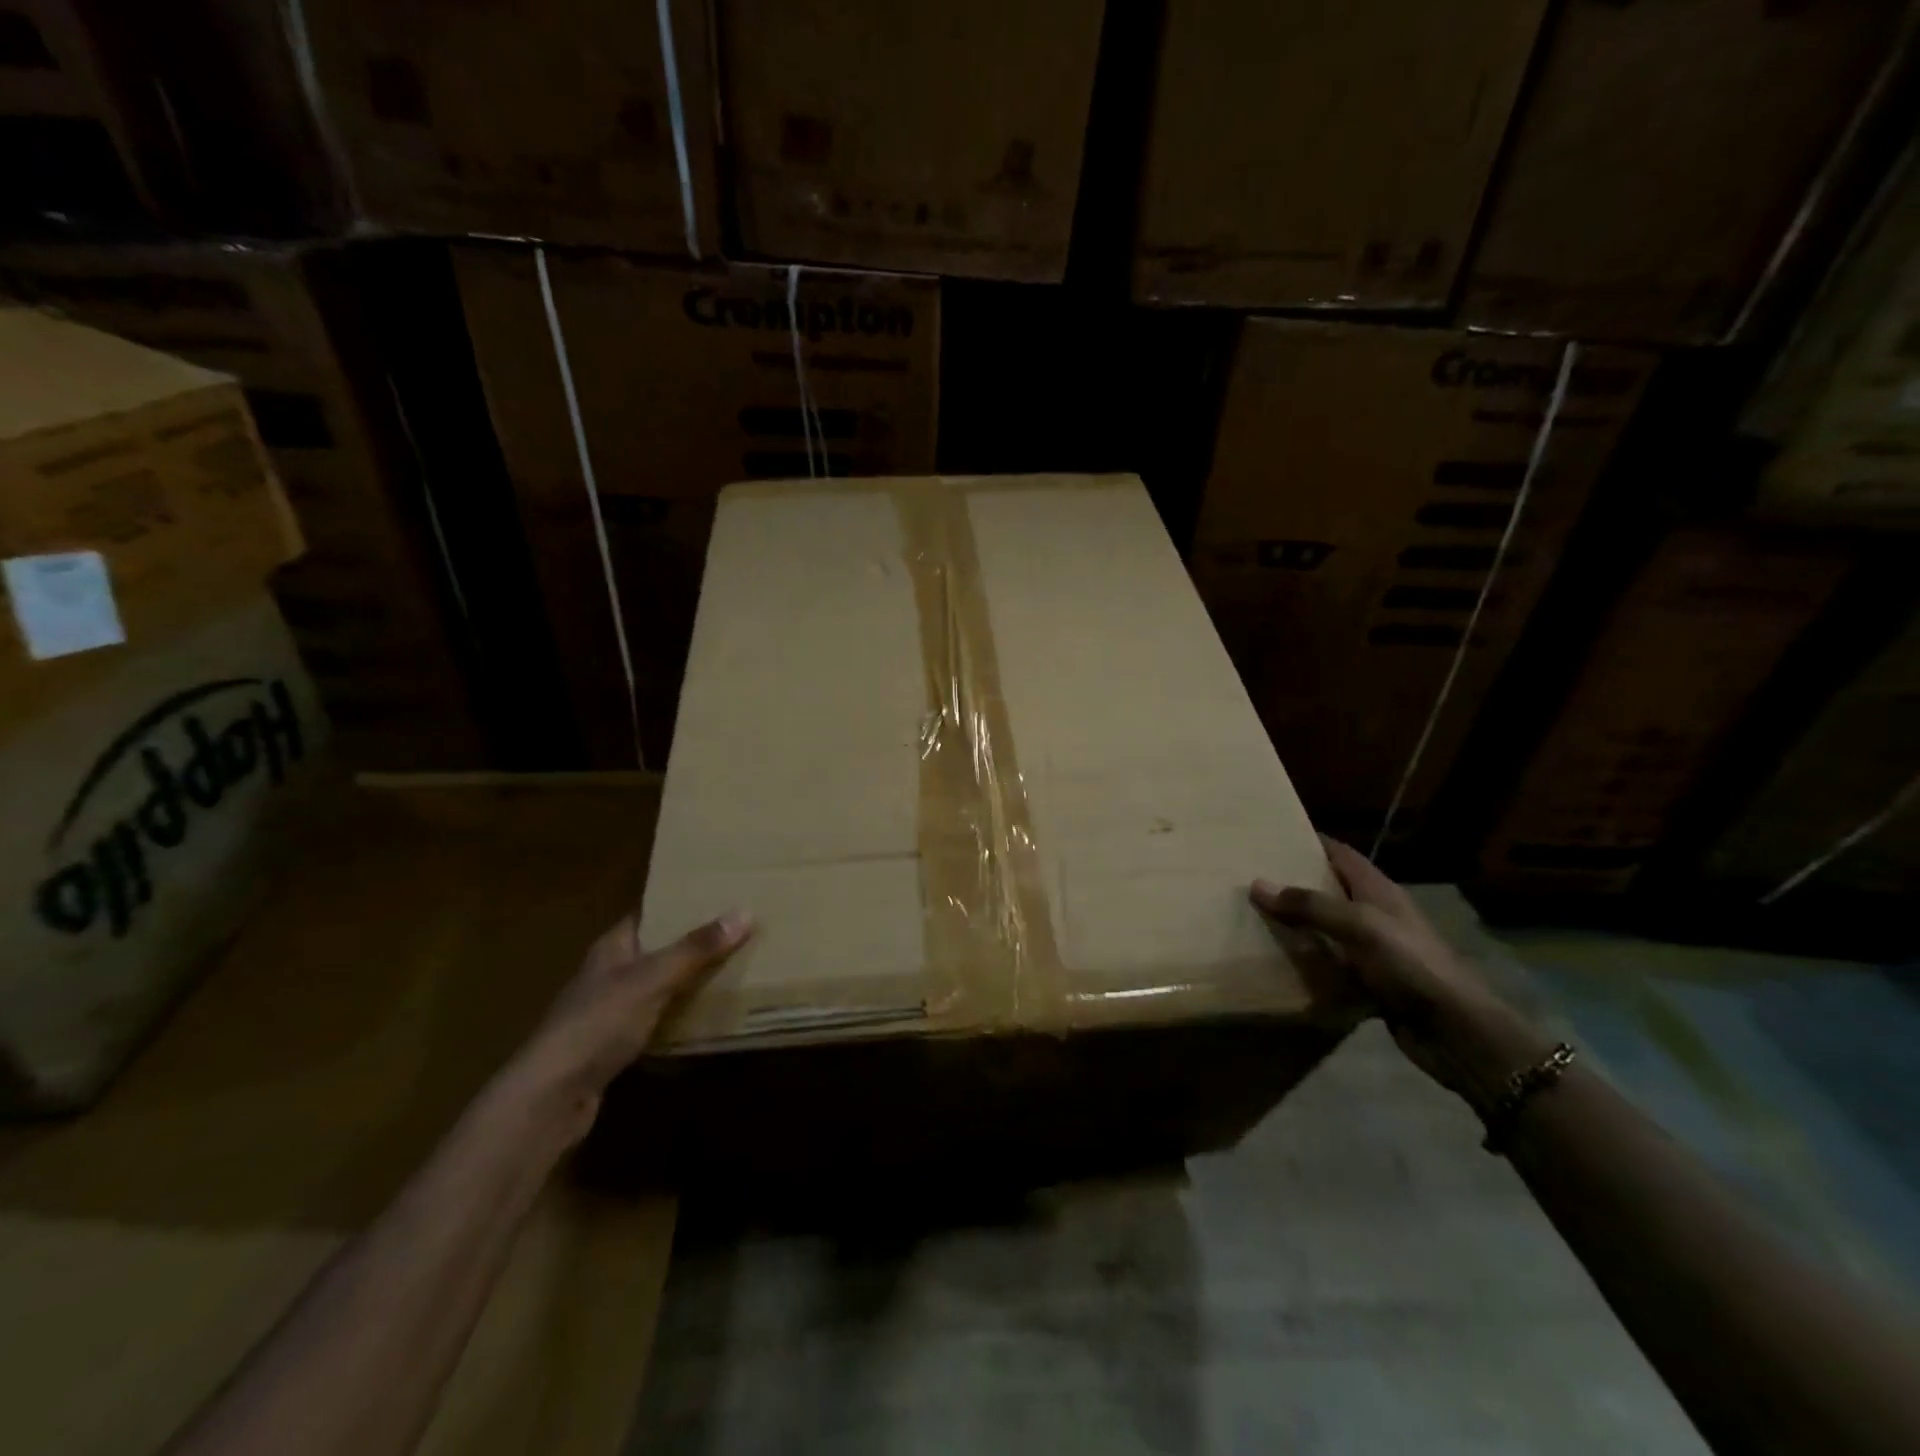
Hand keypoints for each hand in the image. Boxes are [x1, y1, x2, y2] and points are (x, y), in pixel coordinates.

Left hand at [506, 910, 752, 1139]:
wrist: (551, 1097)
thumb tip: (744, 912)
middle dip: (692, 944)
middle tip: (738, 933)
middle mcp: (609, 974)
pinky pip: (656, 1021)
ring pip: (658, 987)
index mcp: (612, 947)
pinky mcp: (614, 1046)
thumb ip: (696, 949)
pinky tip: (707, 1019)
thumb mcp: (652, 980)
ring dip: (688, 982)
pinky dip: (679, 1017)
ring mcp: (609, 1012)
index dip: (679, 904)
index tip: (719, 897)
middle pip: (656, 950)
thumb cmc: (598, 1023)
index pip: (648, 914)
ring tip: (733, 971)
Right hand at [1251, 838, 1513, 1093]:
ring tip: (1254, 918)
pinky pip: (1331, 964)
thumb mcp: (1358, 925)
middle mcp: (1376, 914)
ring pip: (1327, 929)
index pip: (1340, 854)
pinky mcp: (1371, 982)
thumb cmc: (1410, 963)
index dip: (1310, 842)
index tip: (1271, 838)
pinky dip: (1307, 962)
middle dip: (1294, 884)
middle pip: (1330, 890)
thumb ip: (1309, 905)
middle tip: (1251, 880)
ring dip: (1297, 925)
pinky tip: (1278, 963)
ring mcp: (1374, 950)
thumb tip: (1257, 884)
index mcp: (1378, 890)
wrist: (1455, 1029)